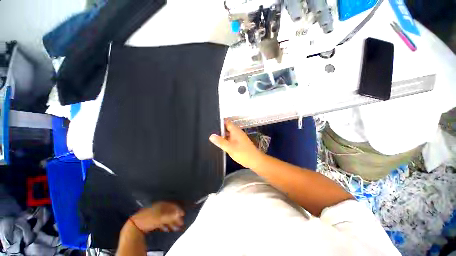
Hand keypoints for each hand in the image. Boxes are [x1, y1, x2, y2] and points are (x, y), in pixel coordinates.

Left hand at [130, 202, 184, 232]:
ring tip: (176, 227)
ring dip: (172, 222)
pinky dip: (166, 225)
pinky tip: (168, 229)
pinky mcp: (152, 220)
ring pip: (166, 217)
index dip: (178, 209)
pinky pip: (162, 221)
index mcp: (161, 204)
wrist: (135, 226)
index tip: (183, 214)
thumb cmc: (149, 219)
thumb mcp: (160, 217)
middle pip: (170, 211)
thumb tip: (179, 214)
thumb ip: (170, 216)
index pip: (172, 205)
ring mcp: (155, 213)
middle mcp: (159, 207)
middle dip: (176, 217)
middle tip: (181, 222)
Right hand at [209, 120, 263, 168]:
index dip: (219, 121)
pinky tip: (220, 144)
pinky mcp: (239, 143)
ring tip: (212, 137)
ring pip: (228, 134)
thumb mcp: (230, 148)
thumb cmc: (243, 153)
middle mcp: (237, 132)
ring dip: (222, 135)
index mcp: (235, 131)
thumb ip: (220, 142)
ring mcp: (238, 138)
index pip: (226, 122)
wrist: (255, 161)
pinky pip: (230, 139)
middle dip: (219, 129)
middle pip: (227, 128)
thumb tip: (211, 136)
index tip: (211, 123)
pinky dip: (225, 140)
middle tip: (209, 131)